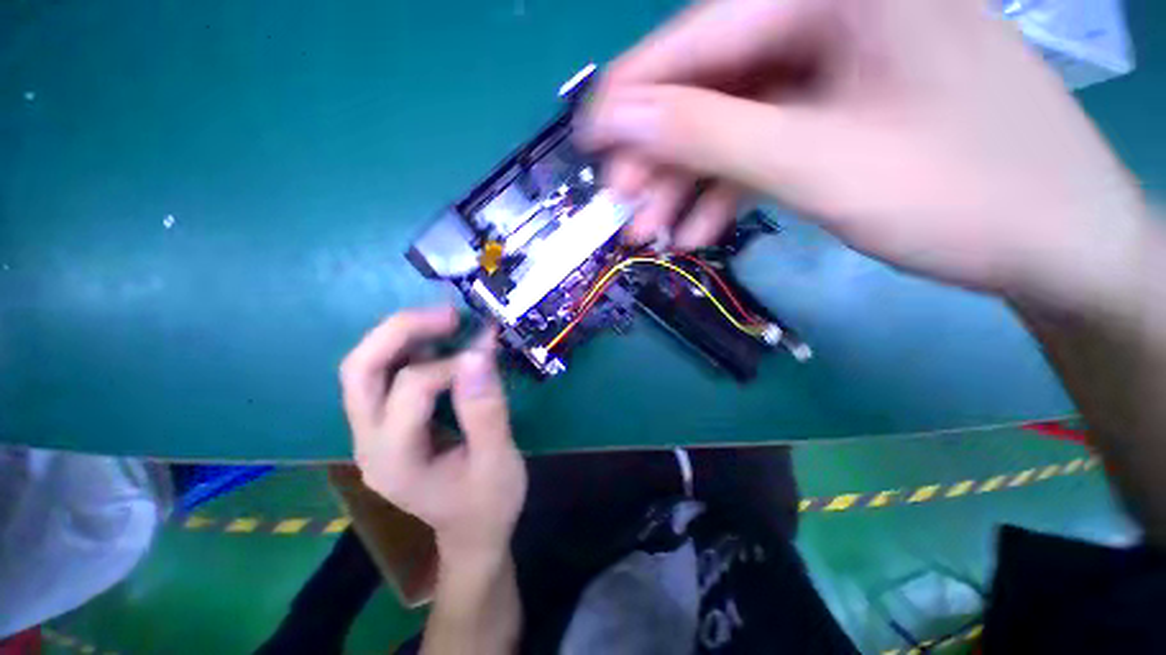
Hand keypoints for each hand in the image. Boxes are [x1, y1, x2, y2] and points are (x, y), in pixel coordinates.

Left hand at [340, 307, 526, 560]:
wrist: (471, 534)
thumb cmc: (489, 503)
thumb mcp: (498, 460)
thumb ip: (487, 410)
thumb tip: (478, 352)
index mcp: (395, 460)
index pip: (411, 388)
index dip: (453, 364)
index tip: (488, 355)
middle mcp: (368, 443)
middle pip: (360, 369)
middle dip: (401, 331)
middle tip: (449, 315)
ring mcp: (370, 433)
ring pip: (365, 367)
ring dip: (402, 335)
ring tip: (446, 323)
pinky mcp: (385, 425)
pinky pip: (383, 375)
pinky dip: (408, 350)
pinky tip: (439, 344)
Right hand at [579, 0, 1145, 311]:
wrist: (1054, 244)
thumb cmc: (964, 195)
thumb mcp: (820, 163)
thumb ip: (710, 135)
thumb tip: (622, 121)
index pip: (698, 39)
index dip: (633, 97)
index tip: (589, 144)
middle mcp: (830, 13)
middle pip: (710, 87)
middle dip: (661, 158)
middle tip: (626, 211)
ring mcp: (834, 65)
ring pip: (730, 124)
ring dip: (686, 185)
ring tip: (655, 234)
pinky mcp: (837, 109)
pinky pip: (760, 145)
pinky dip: (724, 190)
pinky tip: (702, 231)